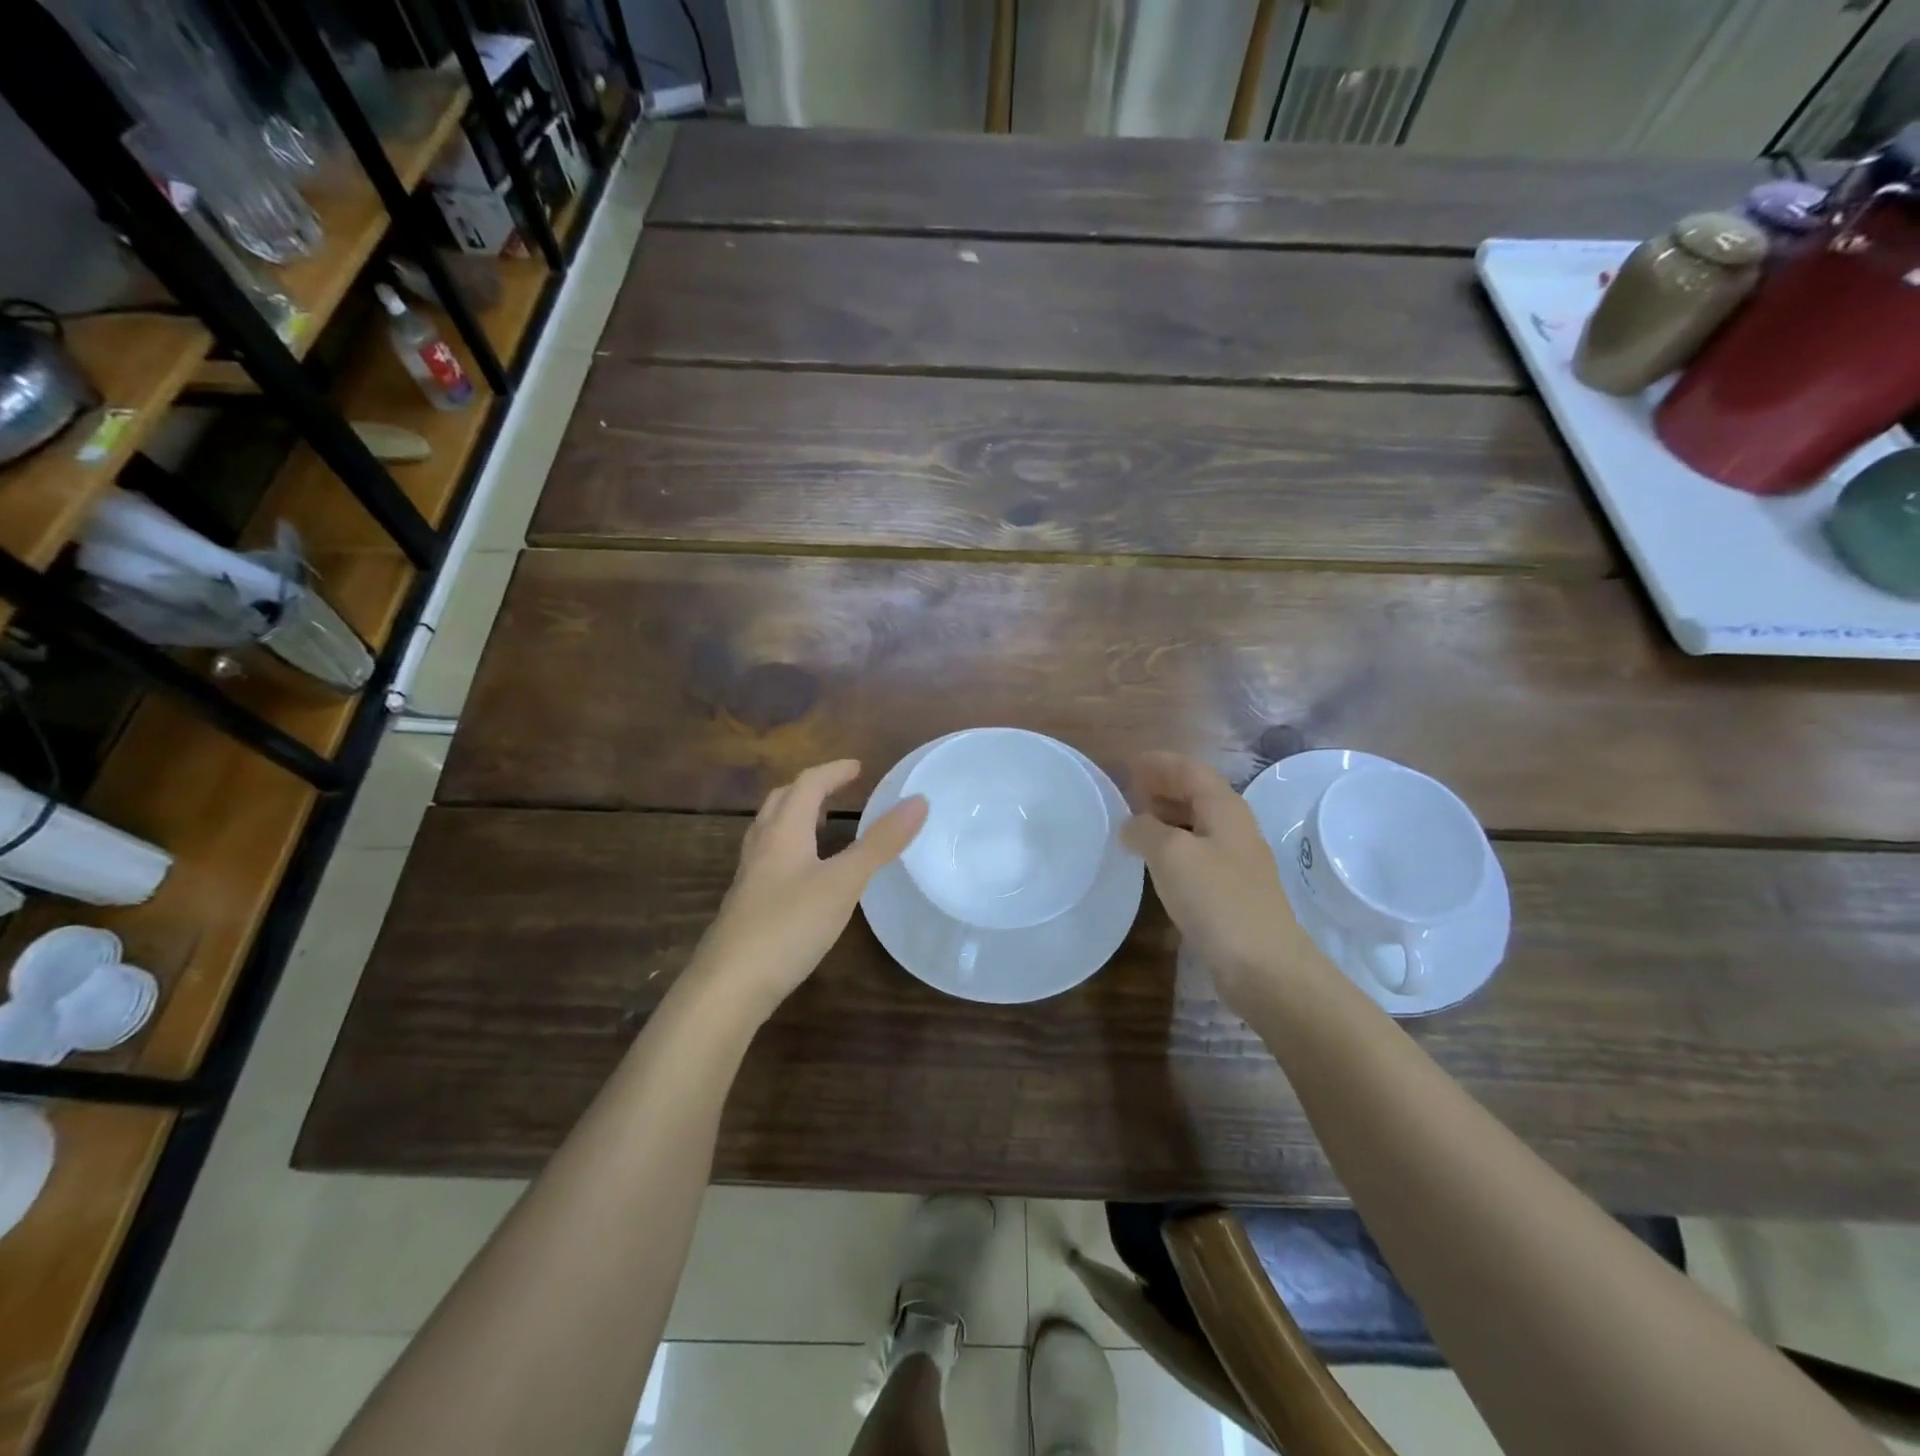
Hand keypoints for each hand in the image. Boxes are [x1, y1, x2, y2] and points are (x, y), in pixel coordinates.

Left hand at [689, 760, 926, 1019]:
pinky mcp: (746, 906)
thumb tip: (918, 801)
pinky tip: (805, 876)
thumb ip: (880, 843)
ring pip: (770, 831)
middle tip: (838, 790)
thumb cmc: (788, 925)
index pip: (807, 784)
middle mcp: (761, 847)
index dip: (833, 771)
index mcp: (783, 831)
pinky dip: (790, 849)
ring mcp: (749, 878)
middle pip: (781, 802)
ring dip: (795, 817)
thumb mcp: (844, 882)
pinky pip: (769, 860)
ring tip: (822, 824)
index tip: (858, 768)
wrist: (728, 986)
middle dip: (809, 789)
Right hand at [1122, 752, 1323, 1013]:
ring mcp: (1236, 861)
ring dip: (1168, 816)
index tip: (1132, 761)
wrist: (1263, 964)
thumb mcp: (1171, 854)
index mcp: (1225, 809)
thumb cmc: (1216, 898)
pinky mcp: (1231, 891)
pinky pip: (1197, 853)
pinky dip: (1173, 845)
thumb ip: (1145, 829)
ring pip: (1197, 825)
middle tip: (1130, 787)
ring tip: (1135, 819)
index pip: (1192, 771)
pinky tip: (1155, 860)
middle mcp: (1234, 828)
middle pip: (1198, 795)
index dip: (1162, 763)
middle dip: (1164, 786)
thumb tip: (1131, 824)